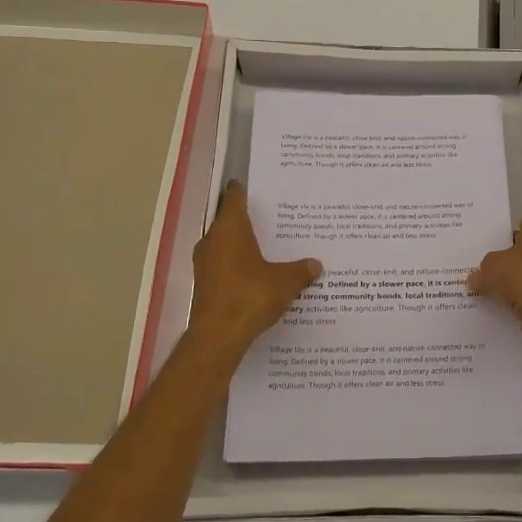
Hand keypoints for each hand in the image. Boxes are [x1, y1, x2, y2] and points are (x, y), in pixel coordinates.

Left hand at [188, 182, 321, 353]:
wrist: (218, 336)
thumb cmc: (250, 296)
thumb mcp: (285, 282)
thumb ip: (301, 270)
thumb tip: (316, 265)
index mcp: (230, 228)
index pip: (234, 197)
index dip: (244, 190)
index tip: (256, 185)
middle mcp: (213, 240)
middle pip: (229, 221)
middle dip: (249, 219)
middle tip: (274, 217)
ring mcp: (205, 263)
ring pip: (225, 245)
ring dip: (243, 245)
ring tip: (269, 246)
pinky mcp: (205, 284)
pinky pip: (224, 266)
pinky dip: (238, 265)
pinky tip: (257, 274)